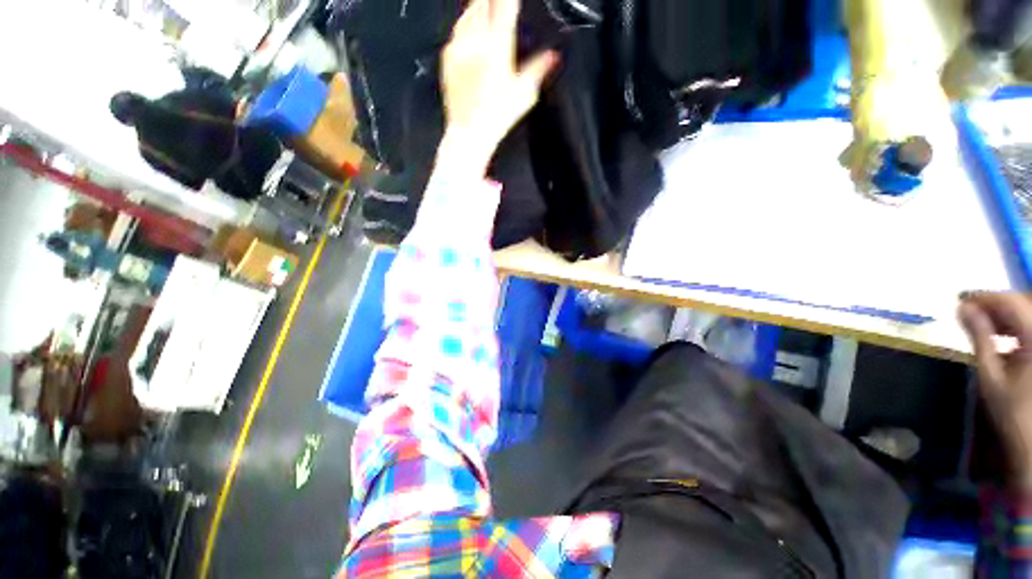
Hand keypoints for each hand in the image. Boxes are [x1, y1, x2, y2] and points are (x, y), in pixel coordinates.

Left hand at [439, 0, 557, 172]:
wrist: (469, 132)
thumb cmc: (497, 117)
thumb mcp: (525, 94)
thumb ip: (539, 69)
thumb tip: (554, 56)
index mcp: (498, 45)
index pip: (505, 4)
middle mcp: (476, 40)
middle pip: (483, 2)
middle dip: (493, 1)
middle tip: (499, 5)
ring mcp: (458, 47)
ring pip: (468, 13)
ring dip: (479, 8)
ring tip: (487, 10)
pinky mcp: (447, 57)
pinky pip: (457, 31)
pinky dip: (466, 26)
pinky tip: (472, 33)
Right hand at [959, 292, 1031, 485]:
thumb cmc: (1012, 412)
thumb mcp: (991, 376)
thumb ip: (980, 338)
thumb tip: (962, 308)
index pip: (1013, 302)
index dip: (986, 297)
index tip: (960, 300)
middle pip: (1025, 304)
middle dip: (997, 304)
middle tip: (970, 311)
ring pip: (1030, 314)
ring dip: (1007, 315)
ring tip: (985, 323)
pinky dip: (1019, 326)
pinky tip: (1006, 337)